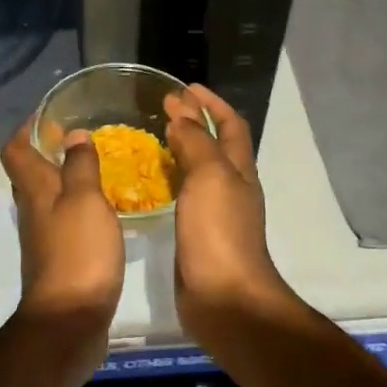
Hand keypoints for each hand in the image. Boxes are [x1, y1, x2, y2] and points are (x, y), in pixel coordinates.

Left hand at [0, 120, 124, 369]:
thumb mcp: (86, 200)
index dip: (25, 128)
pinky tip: (103, 212)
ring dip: (65, 181)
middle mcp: (33, 210)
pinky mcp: (59, 260)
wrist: (69, 322)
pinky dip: (78, 209)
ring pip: (47, 198)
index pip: (15, 149)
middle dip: (47, 152)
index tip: (48, 114)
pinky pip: (63, 223)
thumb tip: (73, 133)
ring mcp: (43, 238)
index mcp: (35, 190)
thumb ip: (81, 165)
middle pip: (28, 173)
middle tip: (78, 139)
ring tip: (97, 169)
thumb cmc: (78, 252)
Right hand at [163, 85, 298, 342]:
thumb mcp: (209, 176)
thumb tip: (182, 112)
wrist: (224, 299)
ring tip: (151, 138)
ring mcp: (215, 213)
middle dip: (194, 122)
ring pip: (199, 170)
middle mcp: (231, 187)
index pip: (230, 125)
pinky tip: (148, 182)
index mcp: (239, 170)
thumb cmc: (219, 232)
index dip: (211, 103)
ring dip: (180, 149)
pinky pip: (184, 196)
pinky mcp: (197, 235)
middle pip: (216, 145)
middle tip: (162, 109)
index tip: (185, 87)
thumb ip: (196, 141)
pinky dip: (170, 180)